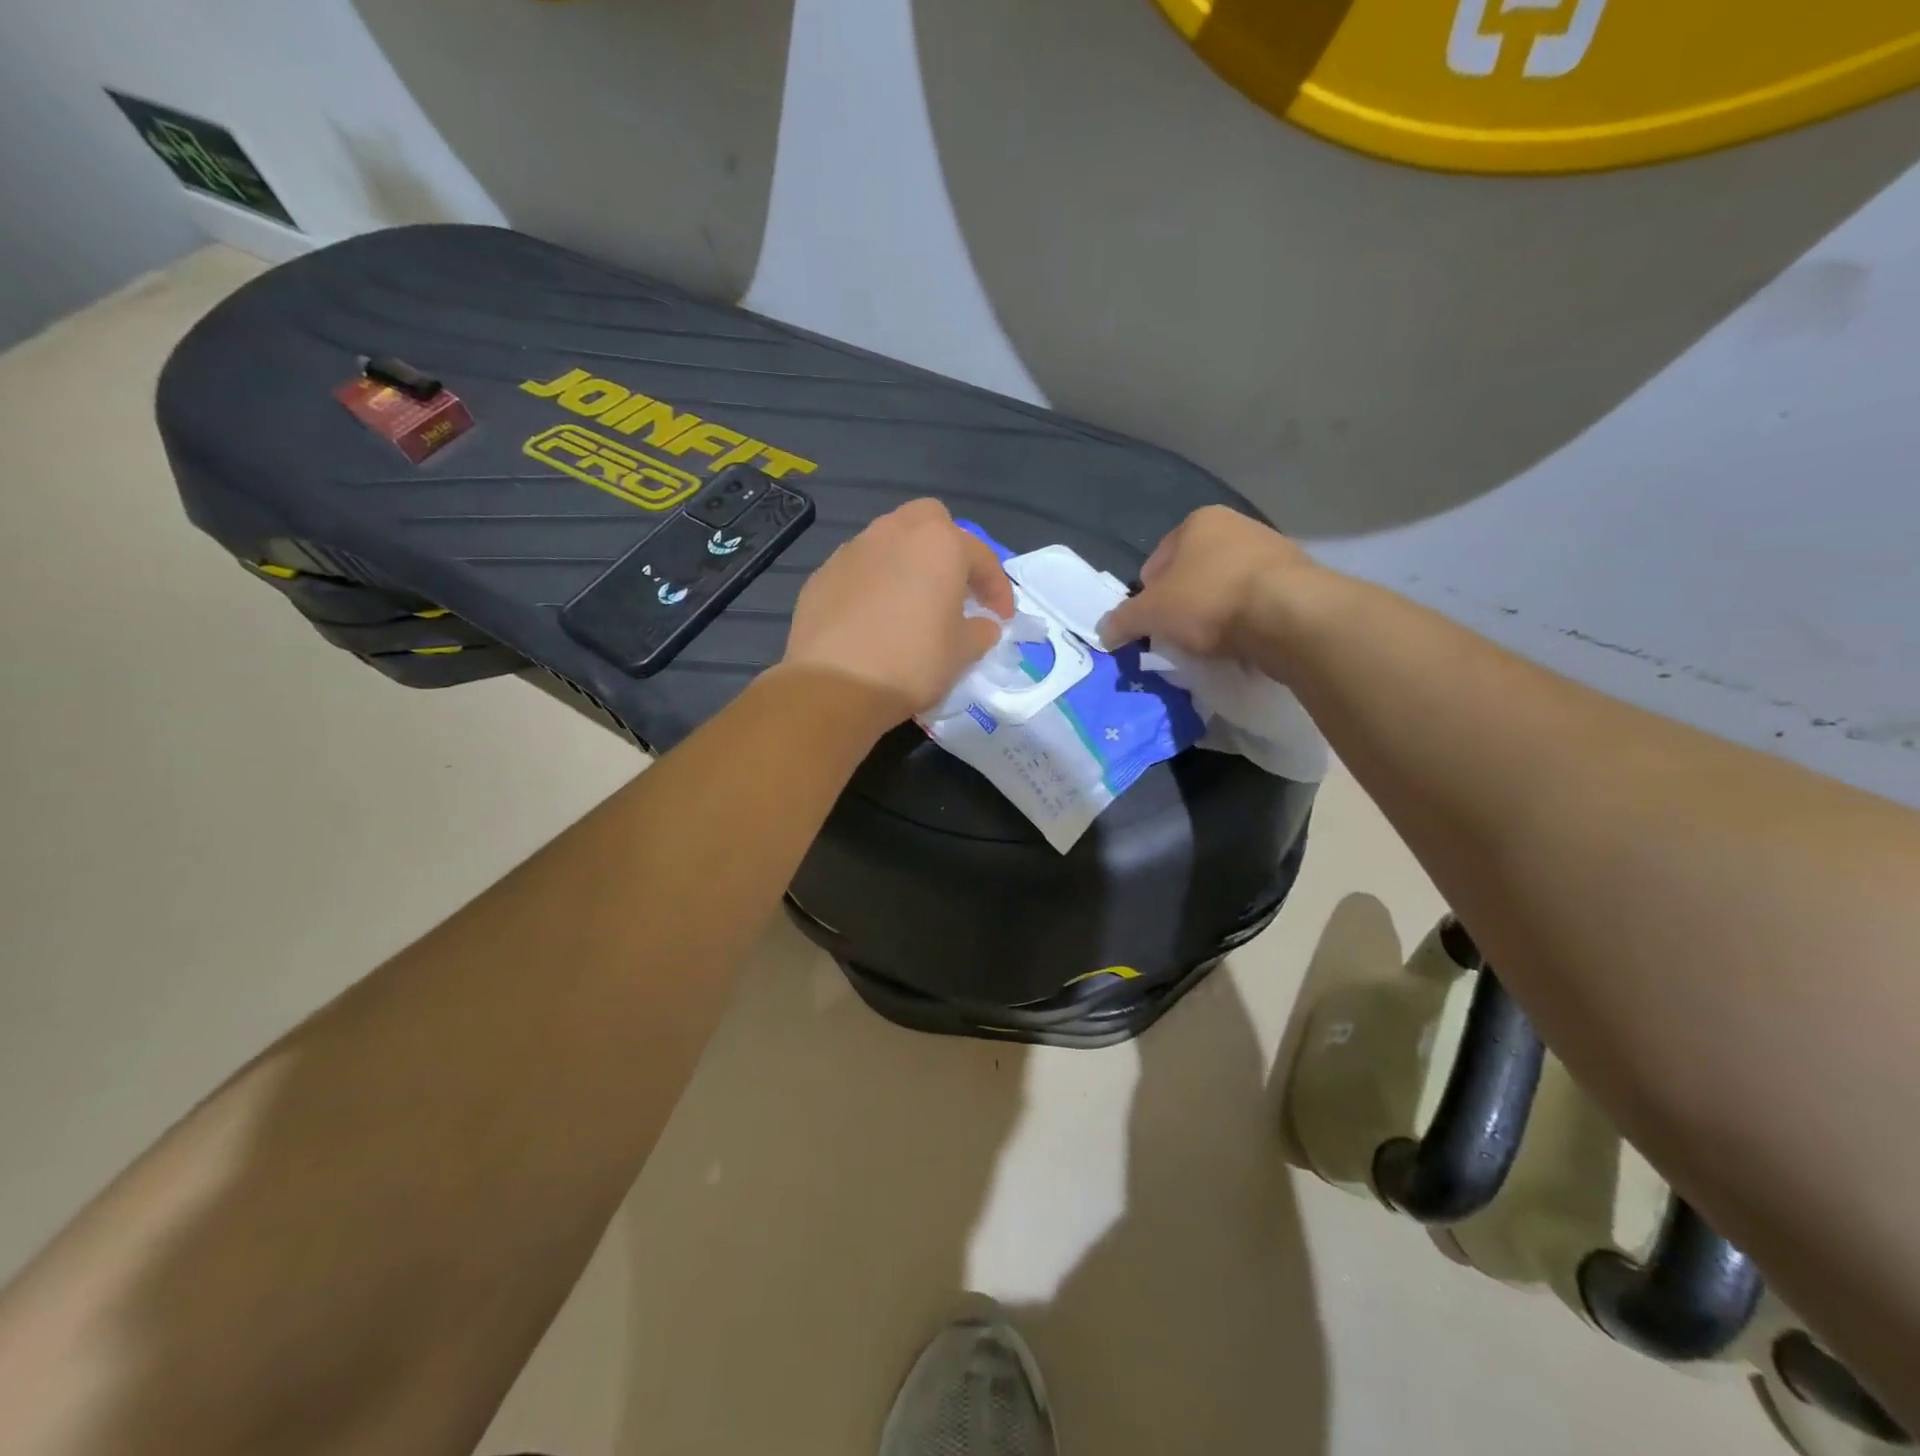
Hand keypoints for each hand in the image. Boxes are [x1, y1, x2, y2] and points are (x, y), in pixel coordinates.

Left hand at [783, 499, 1015, 724]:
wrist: (834, 685)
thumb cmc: (912, 663)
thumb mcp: (962, 653)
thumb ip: (981, 631)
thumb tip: (982, 624)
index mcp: (938, 543)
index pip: (981, 555)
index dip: (997, 588)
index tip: (1001, 618)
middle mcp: (894, 532)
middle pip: (930, 522)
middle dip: (948, 549)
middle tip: (954, 589)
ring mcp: (852, 550)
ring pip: (890, 542)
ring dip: (907, 564)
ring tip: (912, 604)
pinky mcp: (822, 574)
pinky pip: (860, 570)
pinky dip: (874, 584)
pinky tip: (874, 619)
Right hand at [1100, 505, 1313, 659]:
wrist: (1288, 615)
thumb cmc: (1209, 600)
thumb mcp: (1150, 613)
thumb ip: (1122, 621)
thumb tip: (1104, 632)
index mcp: (1199, 521)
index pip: (1157, 561)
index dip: (1147, 596)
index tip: (1150, 625)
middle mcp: (1237, 526)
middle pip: (1192, 575)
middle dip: (1181, 606)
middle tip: (1176, 637)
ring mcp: (1271, 551)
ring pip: (1224, 590)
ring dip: (1212, 616)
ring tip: (1208, 646)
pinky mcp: (1297, 581)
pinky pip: (1254, 605)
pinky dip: (1242, 623)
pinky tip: (1238, 644)